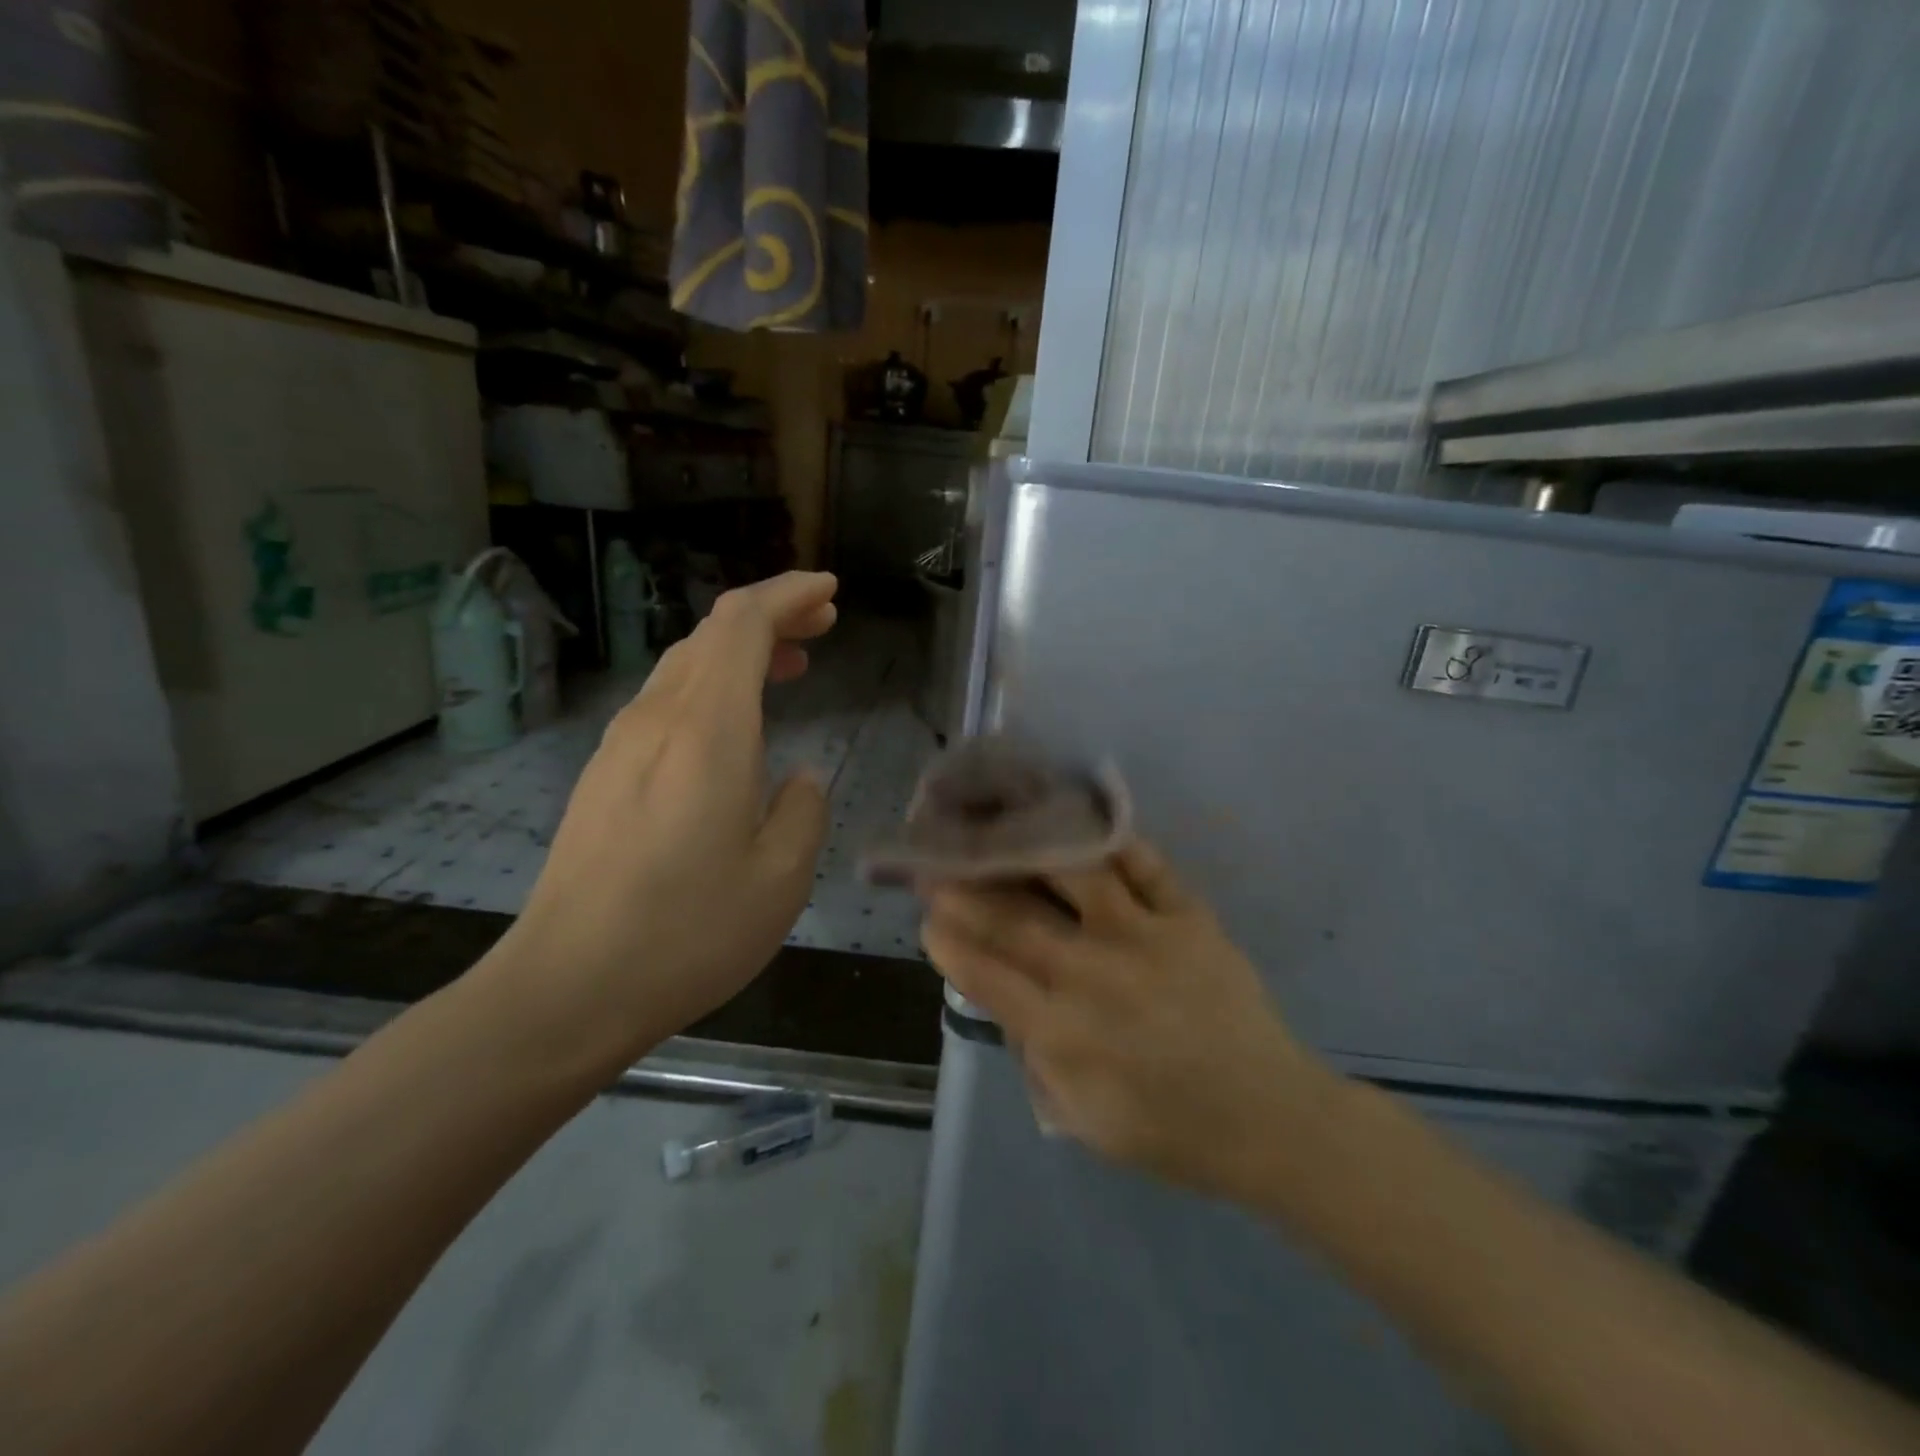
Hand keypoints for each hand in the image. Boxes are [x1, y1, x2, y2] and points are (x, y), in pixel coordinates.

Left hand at [481, 572, 837, 1073]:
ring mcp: (621, 746)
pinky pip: (666, 701)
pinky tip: (736, 726)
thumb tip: (794, 780)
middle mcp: (657, 720)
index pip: (742, 623)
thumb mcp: (781, 878)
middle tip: (823, 625)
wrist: (567, 989)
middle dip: (772, 614)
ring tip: (791, 667)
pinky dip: (713, 687)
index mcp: (706, 731)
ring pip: (686, 665)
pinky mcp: (605, 777)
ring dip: (741, 652)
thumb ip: (802, 811)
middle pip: (712, 634)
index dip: (788, 594)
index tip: (830, 592)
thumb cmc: (687, 932)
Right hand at [921, 842, 1336, 1198]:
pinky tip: (1081, 824)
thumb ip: (1034, 1053)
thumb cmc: (1168, 1129)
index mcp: (1064, 1032)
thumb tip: (1003, 994)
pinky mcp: (1190, 918)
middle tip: (938, 861)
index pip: (987, 974)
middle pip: (1017, 920)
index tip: (927, 917)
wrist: (1268, 1118)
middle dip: (968, 889)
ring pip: (1076, 877)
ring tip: (1001, 828)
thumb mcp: (1081, 1115)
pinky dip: (1111, 841)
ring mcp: (1146, 938)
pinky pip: (1145, 866)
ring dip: (1030, 851)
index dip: (949, 942)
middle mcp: (1096, 975)